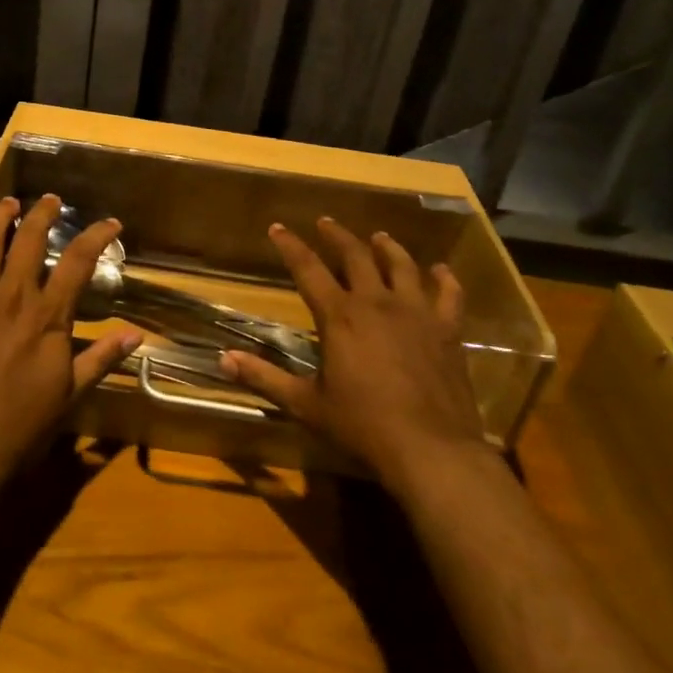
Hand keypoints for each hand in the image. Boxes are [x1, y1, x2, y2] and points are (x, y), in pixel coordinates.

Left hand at [0, 194, 141, 483]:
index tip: (110, 223)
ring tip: (11, 202)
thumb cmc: (18, 425)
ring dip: (2, 214)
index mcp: (48, 316)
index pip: (79, 261)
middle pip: (31, 238)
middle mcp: (13, 295)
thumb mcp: (68, 394)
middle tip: (51, 201)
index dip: (97, 235)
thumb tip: (135, 334)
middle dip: (44, 212)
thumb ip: (100, 358)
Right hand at [219, 218, 486, 492]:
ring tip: (379, 237)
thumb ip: (265, 377)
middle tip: (326, 222)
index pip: (308, 269)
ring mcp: (416, 313)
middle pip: (356, 256)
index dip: (290, 246)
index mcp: (339, 316)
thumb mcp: (306, 404)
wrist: (430, 450)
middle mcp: (377, 303)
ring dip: (388, 248)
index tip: (278, 227)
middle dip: (337, 236)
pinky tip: (441, 270)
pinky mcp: (447, 330)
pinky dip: (445, 279)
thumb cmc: (362, 426)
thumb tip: (223, 359)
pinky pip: (449, 294)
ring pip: (402, 265)